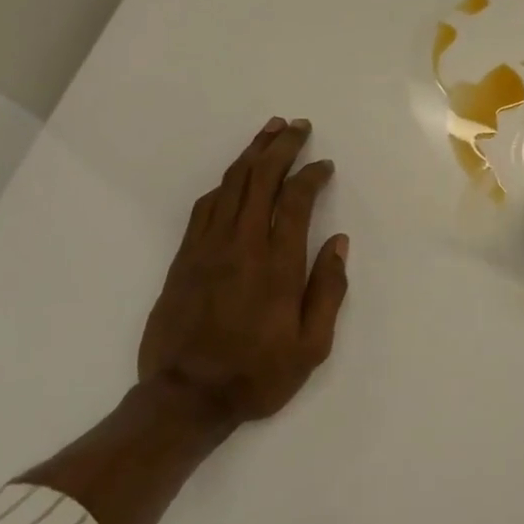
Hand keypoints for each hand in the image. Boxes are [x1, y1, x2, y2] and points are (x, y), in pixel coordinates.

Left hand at [140, 117, 349, 436]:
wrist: (185, 397)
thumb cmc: (257, 374)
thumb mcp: (312, 346)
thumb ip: (328, 290)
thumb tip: (338, 242)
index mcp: (278, 264)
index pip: (296, 200)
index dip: (312, 175)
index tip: (325, 165)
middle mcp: (242, 244)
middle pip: (261, 179)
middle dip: (281, 147)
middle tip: (297, 126)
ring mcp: (208, 247)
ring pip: (231, 185)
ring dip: (251, 154)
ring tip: (268, 132)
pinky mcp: (185, 257)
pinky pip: (205, 206)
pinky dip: (224, 184)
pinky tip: (234, 176)